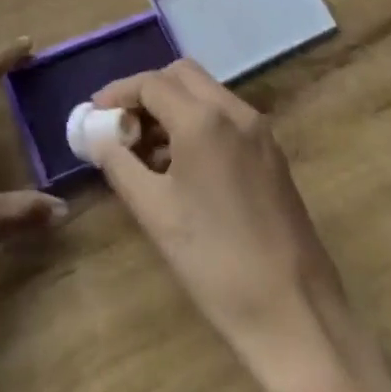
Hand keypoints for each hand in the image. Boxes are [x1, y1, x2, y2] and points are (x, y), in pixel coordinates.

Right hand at [89, 60, 390, 391]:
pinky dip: (198, 124)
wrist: (295, 315)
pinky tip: (181, 166)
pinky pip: (226, 118)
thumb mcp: (154, 212)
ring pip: (206, 94)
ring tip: (144, 151)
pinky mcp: (272, 154)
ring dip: (172, 107)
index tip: (95, 114)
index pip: (151, 83)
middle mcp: (235, 112)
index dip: (118, 93)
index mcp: (204, 120)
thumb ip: (119, 163)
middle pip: (181, 76)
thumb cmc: (215, 263)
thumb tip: (96, 135)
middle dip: (147, 92)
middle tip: (121, 125)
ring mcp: (259, 131)